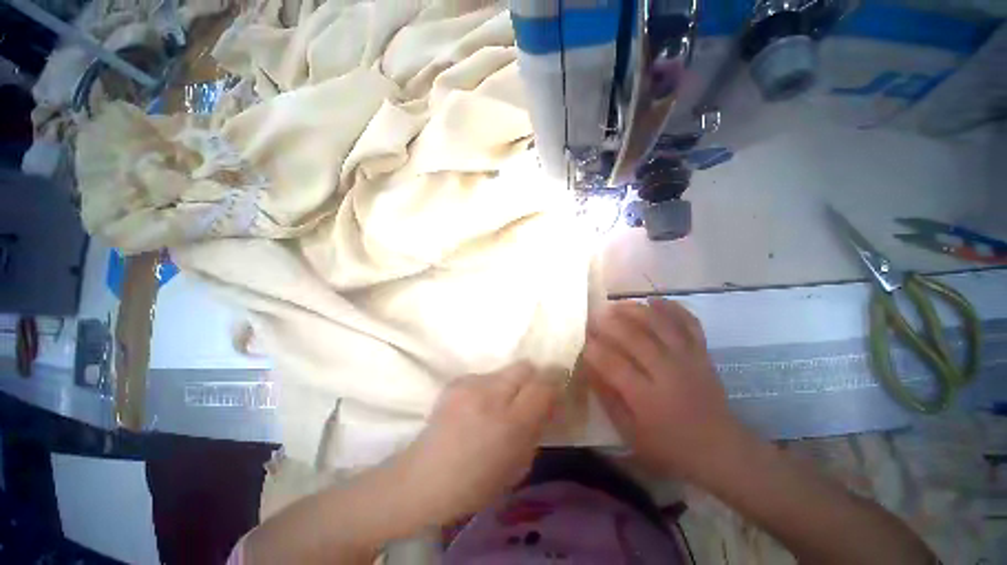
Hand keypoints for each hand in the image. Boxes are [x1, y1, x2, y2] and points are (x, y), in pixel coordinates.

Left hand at [391, 362, 558, 525]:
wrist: (424, 477)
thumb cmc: (476, 483)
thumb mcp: (518, 465)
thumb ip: (537, 428)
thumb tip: (549, 401)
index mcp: (510, 423)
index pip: (543, 385)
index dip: (554, 381)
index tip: (557, 387)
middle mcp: (491, 395)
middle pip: (525, 367)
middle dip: (534, 377)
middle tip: (531, 394)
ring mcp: (470, 384)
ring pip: (505, 370)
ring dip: (511, 383)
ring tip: (500, 404)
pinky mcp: (456, 380)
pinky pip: (485, 376)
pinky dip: (490, 387)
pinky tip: (479, 406)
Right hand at [580, 299, 743, 478]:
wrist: (722, 450)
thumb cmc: (671, 448)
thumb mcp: (630, 434)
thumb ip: (608, 399)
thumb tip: (590, 369)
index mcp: (647, 397)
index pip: (613, 364)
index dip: (593, 349)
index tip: (581, 339)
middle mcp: (667, 372)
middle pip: (634, 337)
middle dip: (610, 323)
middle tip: (594, 316)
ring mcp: (688, 359)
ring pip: (659, 324)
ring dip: (635, 310)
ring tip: (616, 305)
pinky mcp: (702, 353)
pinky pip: (688, 323)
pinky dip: (672, 308)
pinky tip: (654, 300)